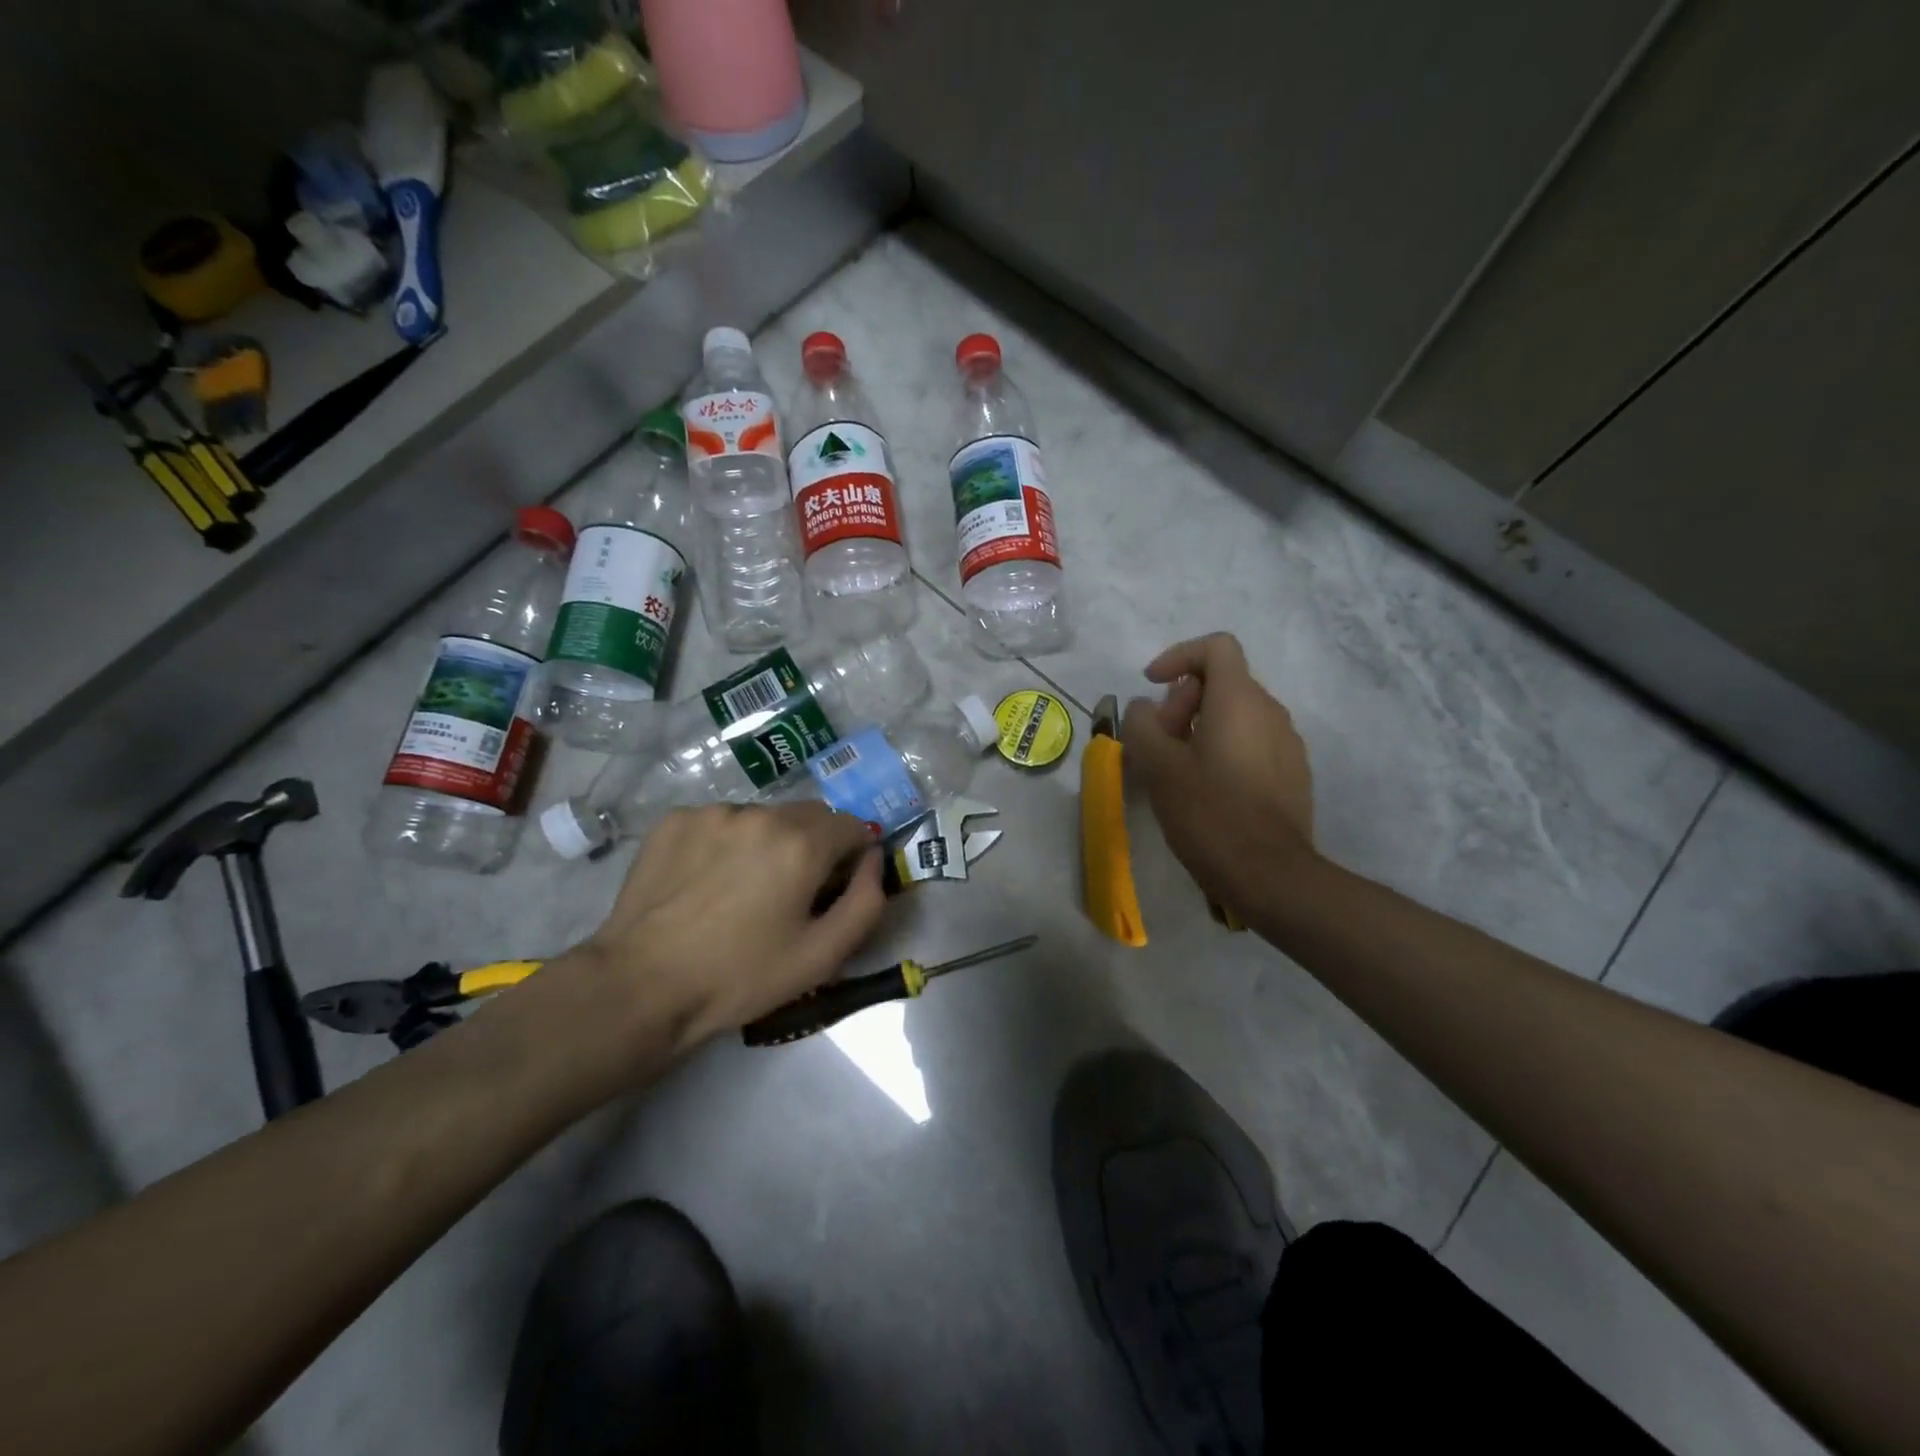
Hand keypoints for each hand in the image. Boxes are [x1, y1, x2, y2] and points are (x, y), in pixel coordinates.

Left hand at [574, 803, 884, 1065]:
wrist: (641, 987)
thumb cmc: (741, 976)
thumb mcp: (823, 955)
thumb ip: (867, 900)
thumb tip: (874, 858)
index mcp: (802, 842)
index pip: (853, 825)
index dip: (853, 856)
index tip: (834, 888)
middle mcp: (760, 813)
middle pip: (809, 816)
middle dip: (813, 846)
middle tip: (790, 893)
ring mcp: (713, 812)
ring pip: (764, 818)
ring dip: (768, 842)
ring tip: (741, 890)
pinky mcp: (675, 820)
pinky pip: (720, 822)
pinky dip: (726, 843)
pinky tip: (706, 882)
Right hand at [1123, 633, 1316, 918]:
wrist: (1271, 875)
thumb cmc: (1209, 813)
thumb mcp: (1158, 767)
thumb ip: (1142, 725)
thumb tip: (1145, 708)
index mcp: (1239, 701)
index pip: (1216, 647)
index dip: (1179, 656)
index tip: (1153, 686)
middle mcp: (1271, 712)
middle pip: (1223, 682)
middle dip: (1183, 701)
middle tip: (1160, 741)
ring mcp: (1288, 744)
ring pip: (1238, 715)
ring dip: (1201, 727)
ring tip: (1177, 768)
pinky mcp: (1293, 774)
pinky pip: (1253, 743)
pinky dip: (1224, 749)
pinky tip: (1207, 790)